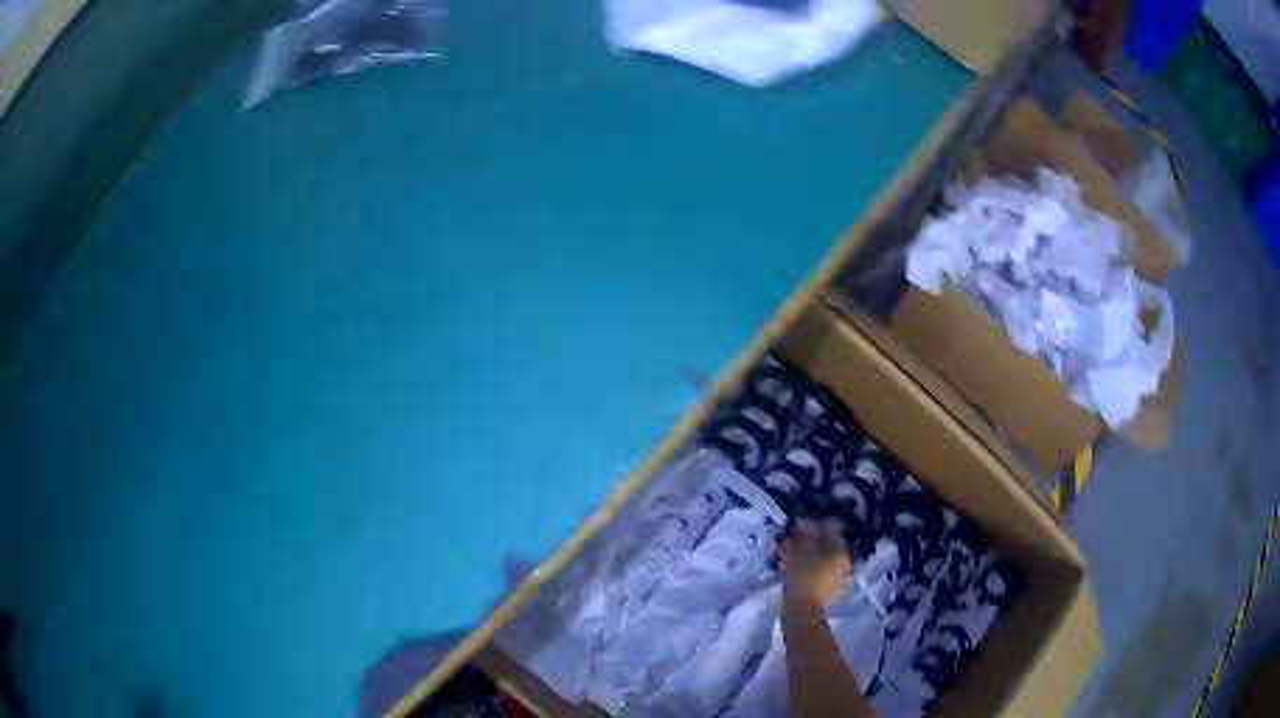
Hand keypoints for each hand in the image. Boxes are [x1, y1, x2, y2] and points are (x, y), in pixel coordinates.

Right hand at [779, 520, 851, 605]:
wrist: (801, 609)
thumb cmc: (803, 576)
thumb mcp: (800, 550)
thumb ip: (803, 535)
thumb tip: (803, 525)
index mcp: (841, 552)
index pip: (829, 532)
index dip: (813, 526)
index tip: (798, 527)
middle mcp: (843, 564)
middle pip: (825, 546)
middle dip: (808, 542)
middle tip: (791, 540)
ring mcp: (836, 578)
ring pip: (820, 559)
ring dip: (806, 554)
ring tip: (789, 553)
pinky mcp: (826, 589)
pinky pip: (816, 570)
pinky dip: (806, 566)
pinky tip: (792, 566)